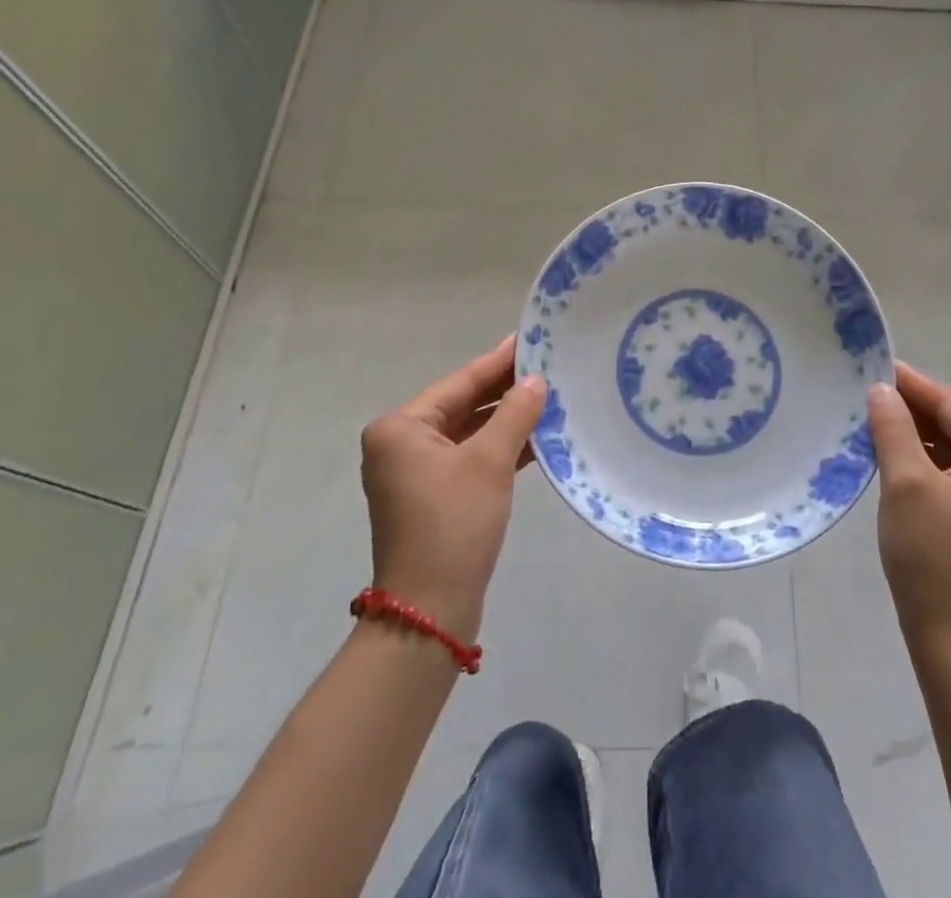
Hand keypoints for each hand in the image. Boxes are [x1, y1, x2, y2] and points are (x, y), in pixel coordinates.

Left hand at [359, 335, 546, 642]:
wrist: (430, 612)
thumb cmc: (454, 524)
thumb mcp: (489, 462)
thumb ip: (515, 414)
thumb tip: (536, 381)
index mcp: (400, 428)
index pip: (460, 383)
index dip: (498, 362)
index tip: (528, 338)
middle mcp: (401, 445)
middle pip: (462, 406)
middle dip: (505, 391)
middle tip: (547, 365)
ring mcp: (415, 473)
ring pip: (468, 433)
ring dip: (506, 421)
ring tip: (550, 397)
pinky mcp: (433, 497)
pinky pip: (469, 458)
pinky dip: (499, 449)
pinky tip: (537, 437)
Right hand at [867, 362, 950, 666]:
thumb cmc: (931, 558)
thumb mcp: (905, 485)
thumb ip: (894, 428)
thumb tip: (881, 389)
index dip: (912, 384)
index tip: (871, 368)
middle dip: (917, 404)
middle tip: (872, 398)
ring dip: (920, 429)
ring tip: (877, 424)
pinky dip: (927, 454)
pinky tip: (895, 456)